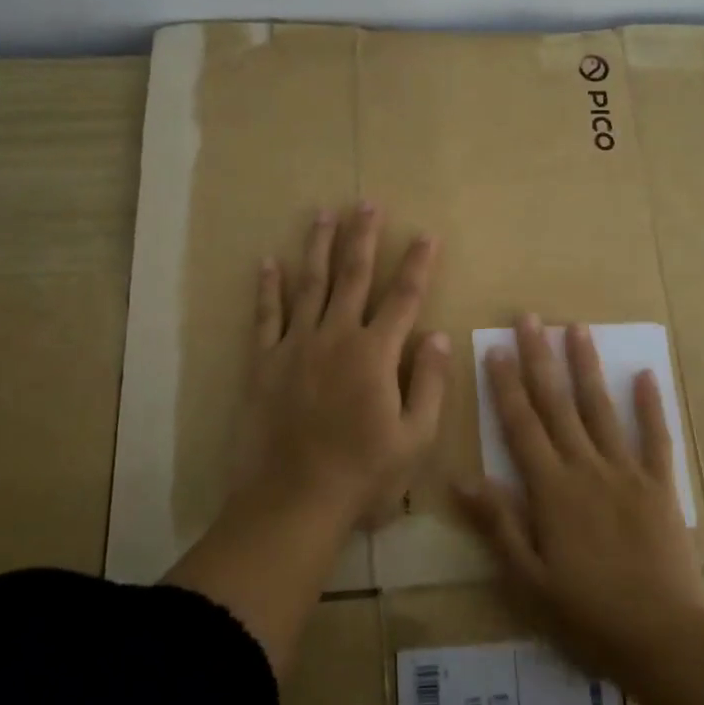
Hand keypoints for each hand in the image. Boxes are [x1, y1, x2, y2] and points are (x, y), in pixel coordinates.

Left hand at [242, 202, 450, 527]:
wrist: (293, 500)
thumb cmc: (363, 474)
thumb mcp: (415, 438)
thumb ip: (430, 384)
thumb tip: (439, 337)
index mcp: (376, 354)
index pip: (404, 297)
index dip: (418, 263)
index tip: (427, 234)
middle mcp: (336, 337)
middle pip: (353, 276)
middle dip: (363, 237)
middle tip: (367, 203)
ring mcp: (296, 345)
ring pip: (310, 284)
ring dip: (318, 246)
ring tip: (324, 214)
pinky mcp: (264, 361)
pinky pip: (266, 316)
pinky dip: (268, 287)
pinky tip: (268, 261)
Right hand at [456, 315, 703, 683]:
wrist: (665, 640)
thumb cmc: (588, 615)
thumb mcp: (529, 580)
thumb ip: (498, 525)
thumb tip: (462, 478)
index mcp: (551, 490)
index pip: (521, 425)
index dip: (505, 385)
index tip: (495, 347)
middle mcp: (586, 468)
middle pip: (558, 404)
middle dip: (540, 358)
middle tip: (530, 318)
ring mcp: (627, 473)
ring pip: (601, 409)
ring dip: (587, 367)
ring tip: (577, 328)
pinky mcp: (660, 486)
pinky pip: (655, 437)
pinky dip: (651, 405)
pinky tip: (646, 374)